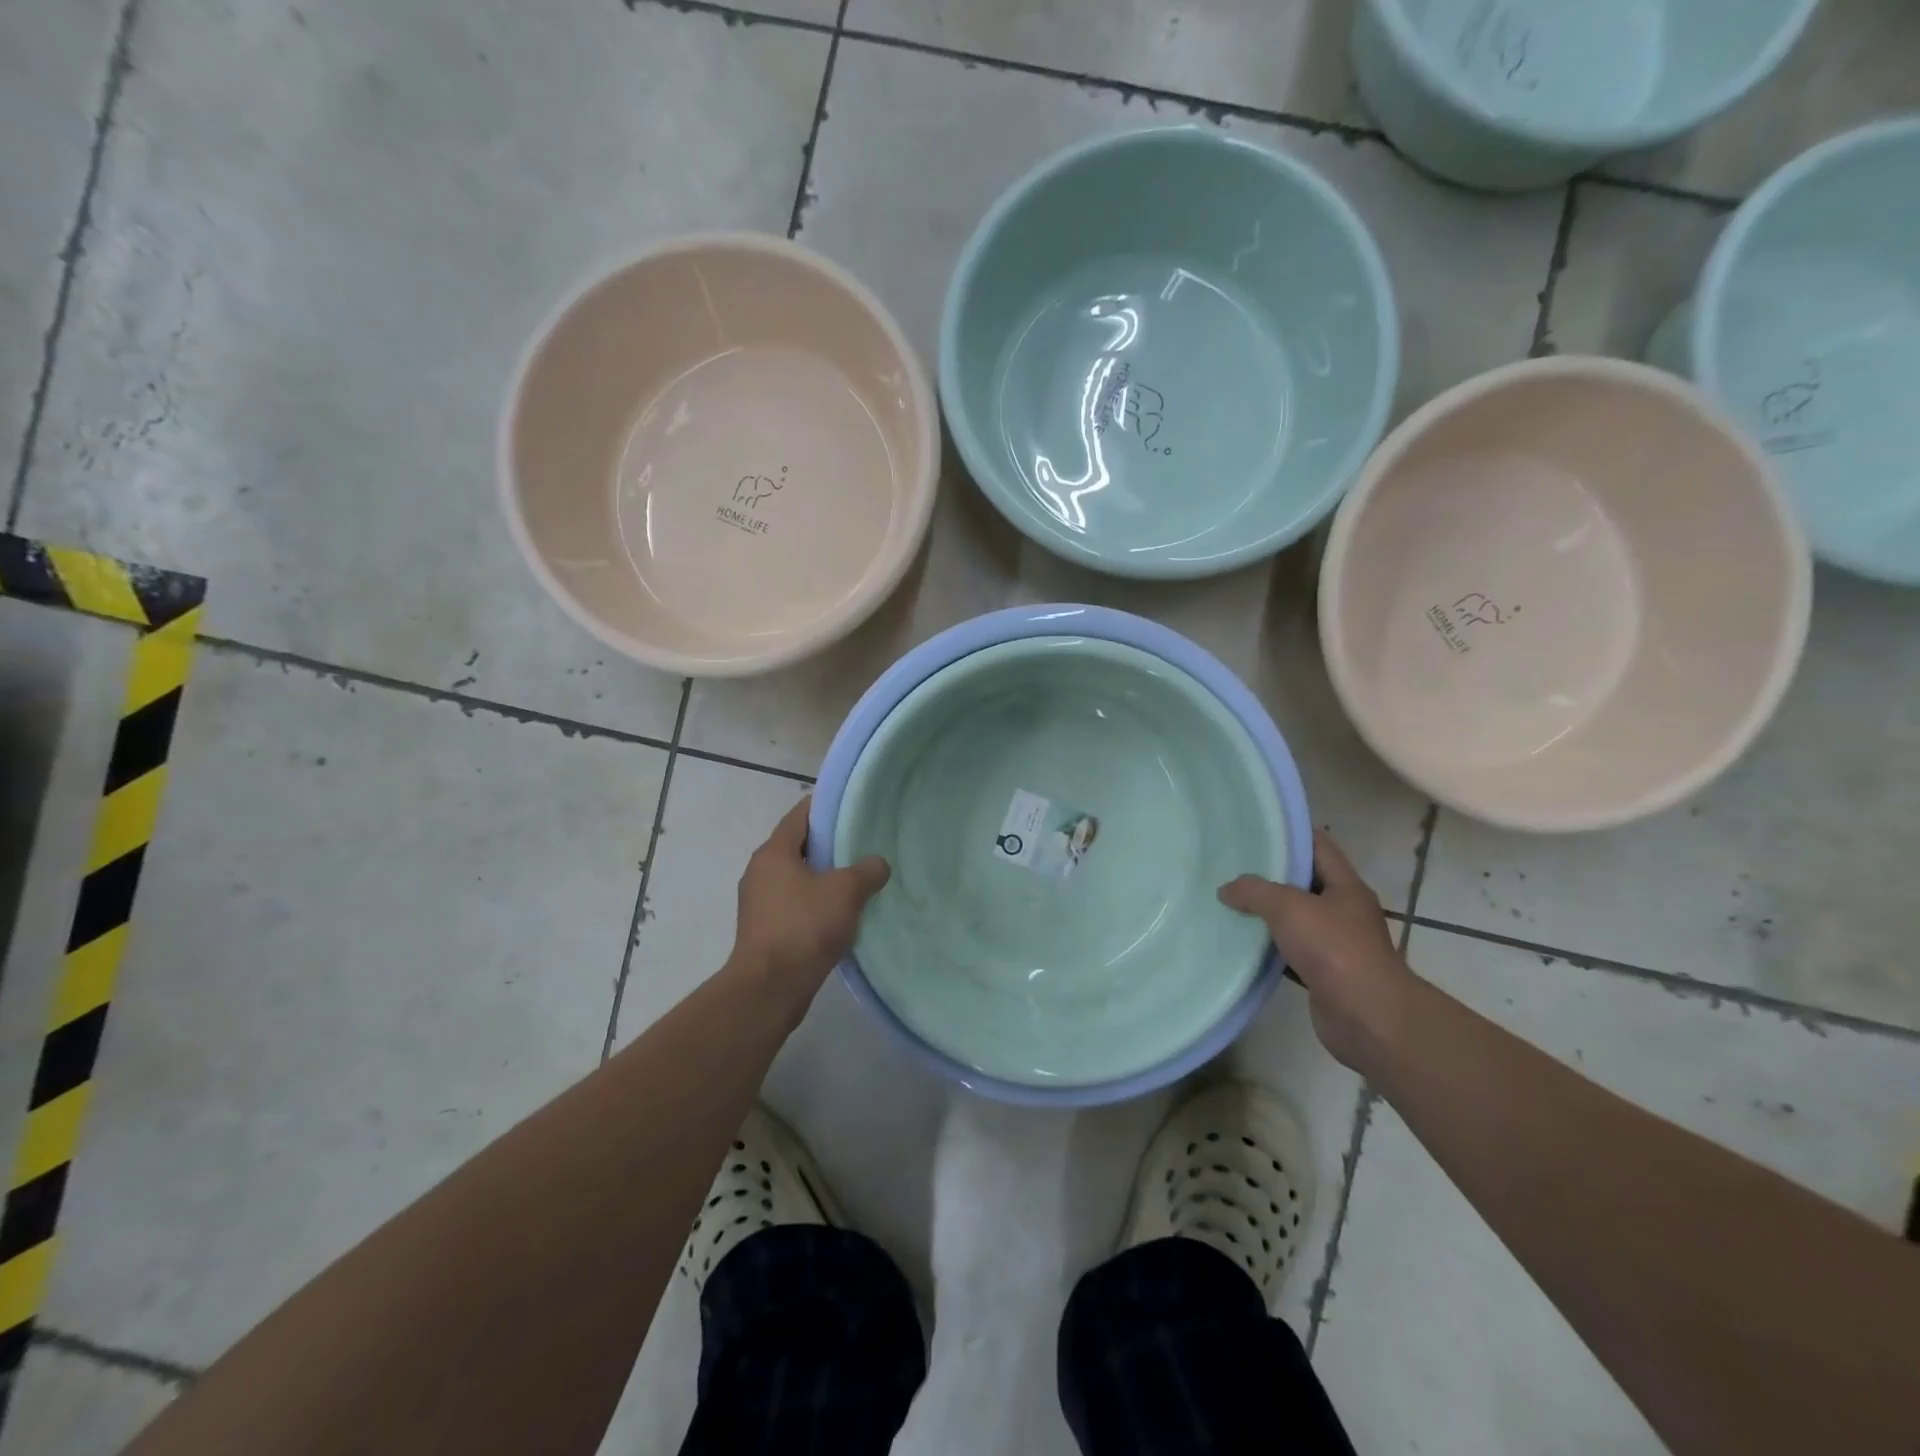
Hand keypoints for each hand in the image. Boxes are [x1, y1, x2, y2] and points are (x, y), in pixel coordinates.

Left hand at [730, 798, 889, 1005]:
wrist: (770, 988)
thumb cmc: (804, 927)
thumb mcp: (846, 891)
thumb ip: (867, 871)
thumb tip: (878, 864)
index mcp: (773, 853)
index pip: (799, 816)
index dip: (824, 807)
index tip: (850, 805)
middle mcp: (760, 872)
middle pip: (797, 847)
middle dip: (828, 845)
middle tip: (861, 843)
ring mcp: (759, 904)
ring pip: (796, 878)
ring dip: (823, 877)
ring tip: (857, 879)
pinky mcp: (764, 931)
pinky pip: (794, 905)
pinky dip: (815, 903)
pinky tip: (841, 914)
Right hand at [1219, 830, 1416, 1071]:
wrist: (1368, 1017)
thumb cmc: (1334, 949)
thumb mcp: (1289, 907)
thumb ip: (1254, 891)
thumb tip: (1226, 889)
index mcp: (1346, 886)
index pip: (1318, 847)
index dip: (1290, 834)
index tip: (1255, 829)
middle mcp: (1344, 912)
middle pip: (1305, 883)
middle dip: (1271, 875)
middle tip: (1231, 865)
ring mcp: (1336, 945)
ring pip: (1296, 920)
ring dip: (1267, 914)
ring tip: (1228, 902)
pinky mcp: (1324, 975)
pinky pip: (1290, 953)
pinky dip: (1268, 948)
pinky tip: (1241, 944)